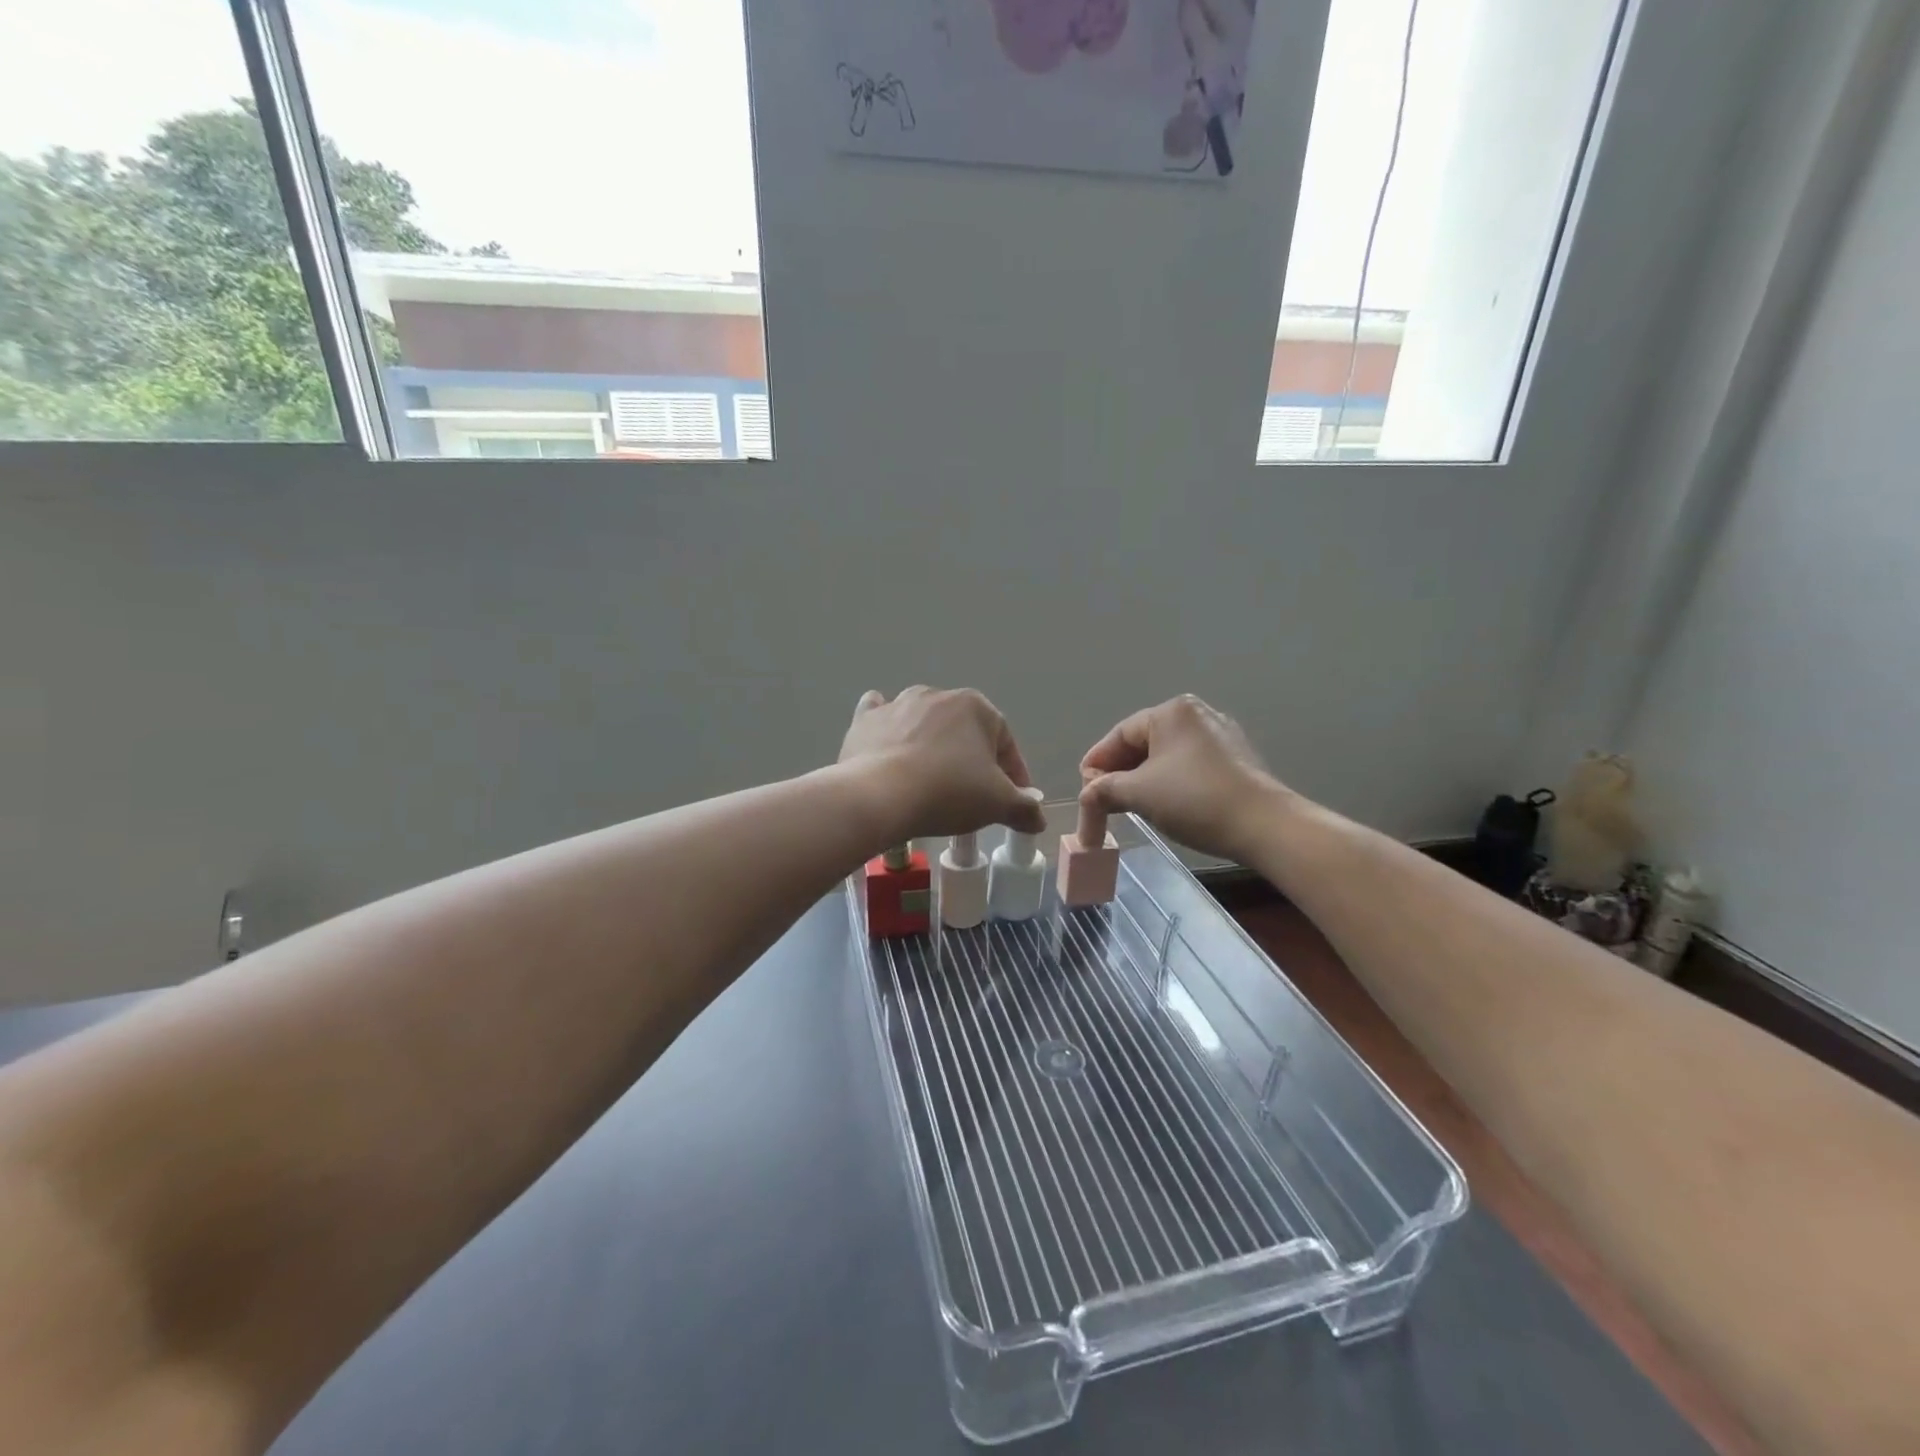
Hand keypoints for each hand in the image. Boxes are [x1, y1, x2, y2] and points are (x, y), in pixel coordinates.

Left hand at [840, 687, 1049, 841]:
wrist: (879, 796)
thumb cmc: (948, 792)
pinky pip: (881, 717)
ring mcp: (898, 704)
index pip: (1005, 742)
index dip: (1013, 774)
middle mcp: (937, 695)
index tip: (1013, 800)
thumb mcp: (998, 805)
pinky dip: (887, 726)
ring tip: (932, 778)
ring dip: (932, 743)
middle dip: (972, 758)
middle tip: (973, 794)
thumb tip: (1039, 818)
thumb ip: (1024, 808)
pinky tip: (888, 741)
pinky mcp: (865, 720)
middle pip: (964, 731)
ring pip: (924, 722)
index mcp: (976, 706)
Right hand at [1080, 695, 1287, 861]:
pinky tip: (1162, 804)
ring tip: (1128, 805)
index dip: (1096, 763)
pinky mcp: (1236, 759)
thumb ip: (1104, 789)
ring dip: (1142, 779)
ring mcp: (1220, 736)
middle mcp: (1196, 714)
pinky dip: (1169, 782)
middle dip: (1119, 772)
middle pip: (1142, 743)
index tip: (1084, 788)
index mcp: (1171, 711)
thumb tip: (1088, 793)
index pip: (1119, 734)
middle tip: (1102, 800)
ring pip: (1166, 756)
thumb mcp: (1138, 794)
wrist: (1265, 826)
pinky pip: (1188, 766)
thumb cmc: (1194, 800)